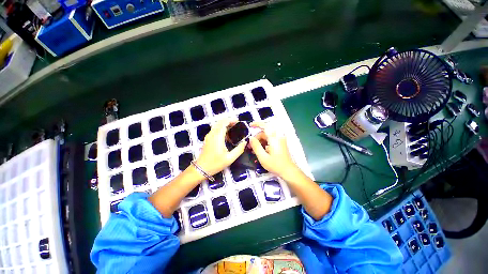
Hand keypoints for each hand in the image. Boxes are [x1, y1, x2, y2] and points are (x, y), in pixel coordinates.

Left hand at [195, 118, 246, 175]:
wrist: (201, 169)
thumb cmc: (215, 164)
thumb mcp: (230, 158)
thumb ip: (239, 149)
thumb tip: (245, 142)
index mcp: (217, 137)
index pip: (223, 123)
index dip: (231, 120)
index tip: (238, 121)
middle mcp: (212, 134)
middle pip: (220, 122)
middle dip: (228, 121)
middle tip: (237, 124)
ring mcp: (209, 136)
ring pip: (217, 125)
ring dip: (225, 124)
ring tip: (233, 128)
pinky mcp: (207, 139)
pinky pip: (215, 130)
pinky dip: (221, 128)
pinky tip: (227, 135)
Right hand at [248, 121, 299, 179]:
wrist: (288, 171)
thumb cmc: (275, 165)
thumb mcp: (263, 157)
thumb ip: (256, 146)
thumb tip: (250, 138)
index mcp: (274, 138)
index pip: (265, 126)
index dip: (257, 124)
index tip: (250, 126)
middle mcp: (278, 137)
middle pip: (265, 132)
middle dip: (256, 137)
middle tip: (250, 146)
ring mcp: (280, 140)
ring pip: (267, 136)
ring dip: (259, 141)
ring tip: (253, 150)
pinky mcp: (280, 143)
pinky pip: (270, 139)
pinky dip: (264, 143)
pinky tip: (260, 150)